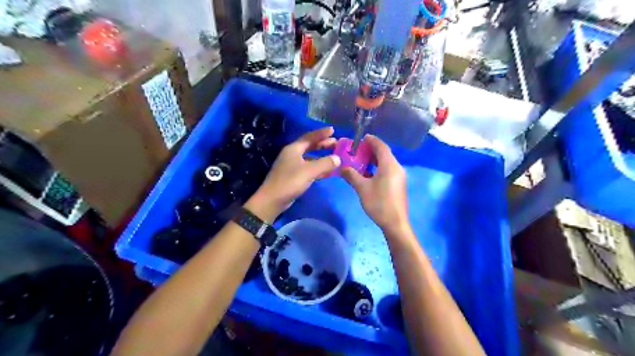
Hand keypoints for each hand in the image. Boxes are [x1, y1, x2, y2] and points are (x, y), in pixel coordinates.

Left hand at [245, 125, 338, 218]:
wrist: (273, 200)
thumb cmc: (290, 182)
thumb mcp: (309, 171)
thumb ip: (325, 163)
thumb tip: (338, 158)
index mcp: (294, 149)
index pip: (309, 137)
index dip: (321, 133)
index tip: (333, 130)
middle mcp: (292, 154)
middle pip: (310, 146)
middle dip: (323, 144)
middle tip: (337, 143)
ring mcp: (292, 165)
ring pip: (310, 157)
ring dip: (322, 156)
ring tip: (335, 157)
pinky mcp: (293, 176)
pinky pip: (309, 168)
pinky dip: (318, 168)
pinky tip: (327, 172)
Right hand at [342, 134, 406, 233]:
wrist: (395, 223)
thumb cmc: (379, 203)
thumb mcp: (362, 188)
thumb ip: (351, 175)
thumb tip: (341, 167)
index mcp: (389, 165)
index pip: (381, 146)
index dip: (371, 140)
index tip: (361, 138)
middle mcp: (396, 167)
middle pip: (384, 153)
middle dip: (371, 150)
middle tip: (357, 150)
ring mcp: (399, 176)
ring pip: (386, 162)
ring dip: (374, 159)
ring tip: (360, 160)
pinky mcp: (398, 184)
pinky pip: (387, 170)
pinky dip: (378, 168)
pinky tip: (367, 173)